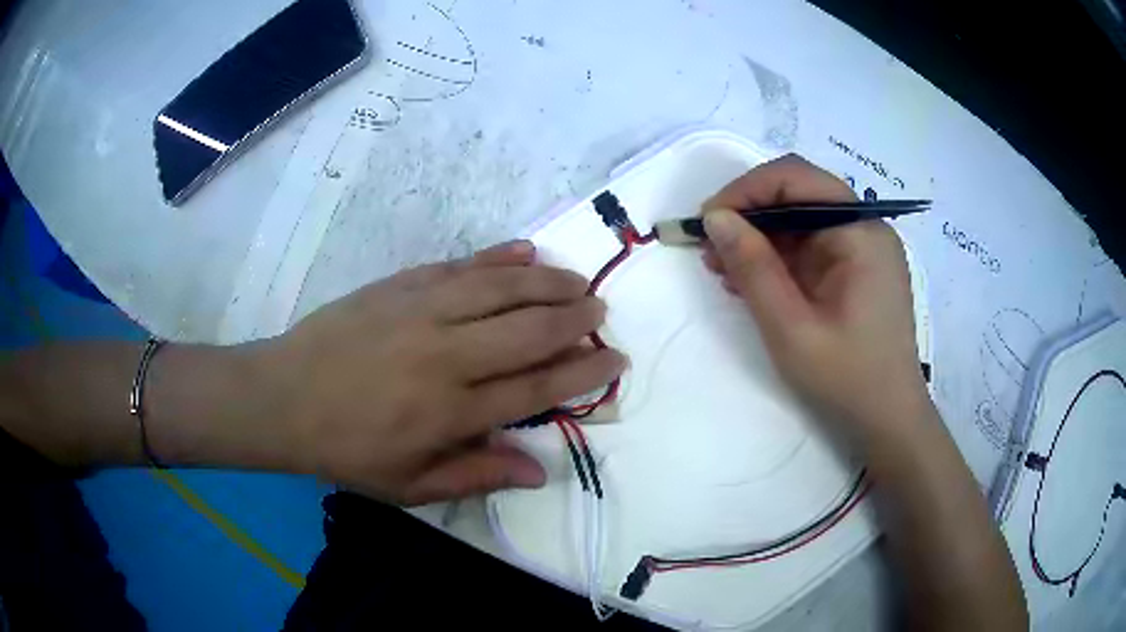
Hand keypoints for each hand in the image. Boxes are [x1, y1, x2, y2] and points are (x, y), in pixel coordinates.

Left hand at [263, 241, 624, 504]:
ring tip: (577, 281)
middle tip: (601, 312)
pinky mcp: (400, 285)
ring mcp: (422, 311)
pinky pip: (460, 265)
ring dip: (547, 282)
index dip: (582, 372)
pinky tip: (524, 251)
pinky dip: (497, 257)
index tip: (613, 359)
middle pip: (529, 330)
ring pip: (501, 288)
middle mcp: (447, 355)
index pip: (537, 386)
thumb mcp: (409, 485)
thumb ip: (476, 475)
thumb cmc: (346, 450)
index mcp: (451, 411)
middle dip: (575, 320)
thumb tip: (539, 471)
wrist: (283, 398)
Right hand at [701, 155, 927, 443]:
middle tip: (709, 249)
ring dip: (758, 238)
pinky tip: (749, 281)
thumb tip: (715, 217)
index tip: (708, 222)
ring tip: (722, 268)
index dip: (746, 189)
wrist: (888, 421)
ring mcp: (861, 250)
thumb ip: (753, 267)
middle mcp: (864, 228)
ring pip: (800, 222)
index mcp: (860, 231)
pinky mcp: (854, 270)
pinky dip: (776, 259)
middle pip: (798, 195)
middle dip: (749, 214)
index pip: (797, 178)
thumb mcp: (791, 327)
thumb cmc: (847, 378)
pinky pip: (809, 249)